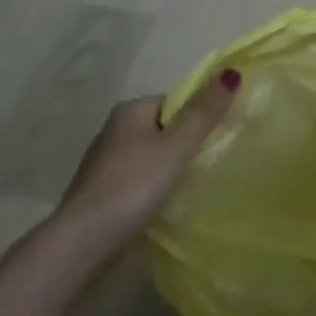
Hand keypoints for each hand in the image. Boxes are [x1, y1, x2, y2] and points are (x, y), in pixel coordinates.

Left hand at [58, 70, 240, 240]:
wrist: (83, 243)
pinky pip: (138, 181)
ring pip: (150, 157)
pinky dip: (153, 188)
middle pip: (163, 129)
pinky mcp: (101, 193)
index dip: (197, 117)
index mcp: (129, 111)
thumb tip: (232, 72)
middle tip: (208, 164)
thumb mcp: (177, 147)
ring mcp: (104, 164)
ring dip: (169, 169)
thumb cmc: (133, 186)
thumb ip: (204, 112)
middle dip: (184, 144)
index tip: (214, 140)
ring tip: (191, 187)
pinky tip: (164, 204)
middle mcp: (113, 130)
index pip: (174, 102)